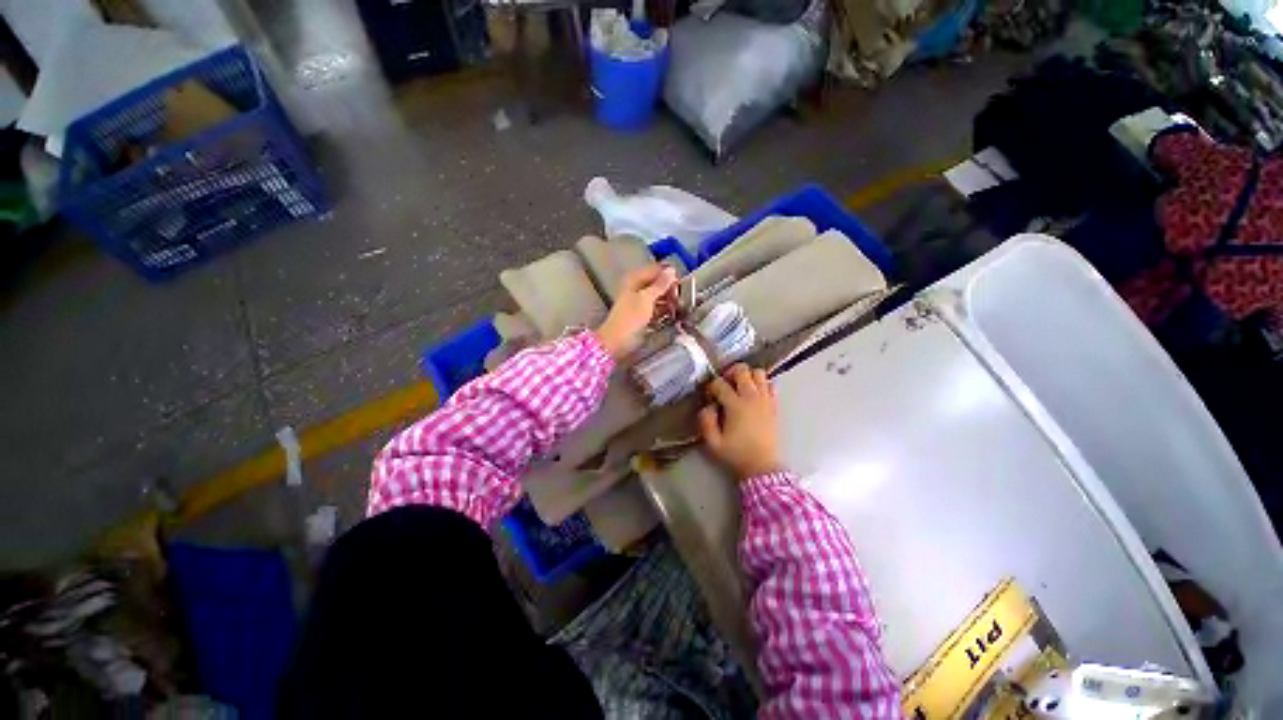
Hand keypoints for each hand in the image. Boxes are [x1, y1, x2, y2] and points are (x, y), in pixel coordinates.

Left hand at [595, 265, 677, 358]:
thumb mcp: (646, 298)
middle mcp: (637, 288)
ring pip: (658, 297)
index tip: (680, 283)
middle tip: (680, 297)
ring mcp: (639, 302)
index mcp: (634, 279)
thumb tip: (671, 270)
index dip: (668, 275)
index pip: (655, 270)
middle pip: (657, 284)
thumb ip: (660, 284)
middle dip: (670, 289)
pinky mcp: (643, 315)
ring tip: (678, 306)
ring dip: (669, 301)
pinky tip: (672, 314)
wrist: (618, 340)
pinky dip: (664, 310)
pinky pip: (657, 308)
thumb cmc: (630, 318)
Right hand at [698, 364, 782, 479]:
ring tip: (740, 387)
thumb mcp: (713, 442)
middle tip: (725, 384)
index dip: (711, 386)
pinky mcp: (774, 405)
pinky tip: (754, 395)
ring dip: (748, 376)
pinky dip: (762, 384)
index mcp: (735, 405)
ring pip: (758, 372)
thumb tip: (708, 406)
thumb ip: (706, 421)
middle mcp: (752, 397)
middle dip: (730, 373)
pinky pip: (771, 384)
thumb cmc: (736, 454)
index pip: (719, 383)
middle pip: (742, 370)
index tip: (710, 396)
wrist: (762, 466)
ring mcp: (765, 399)